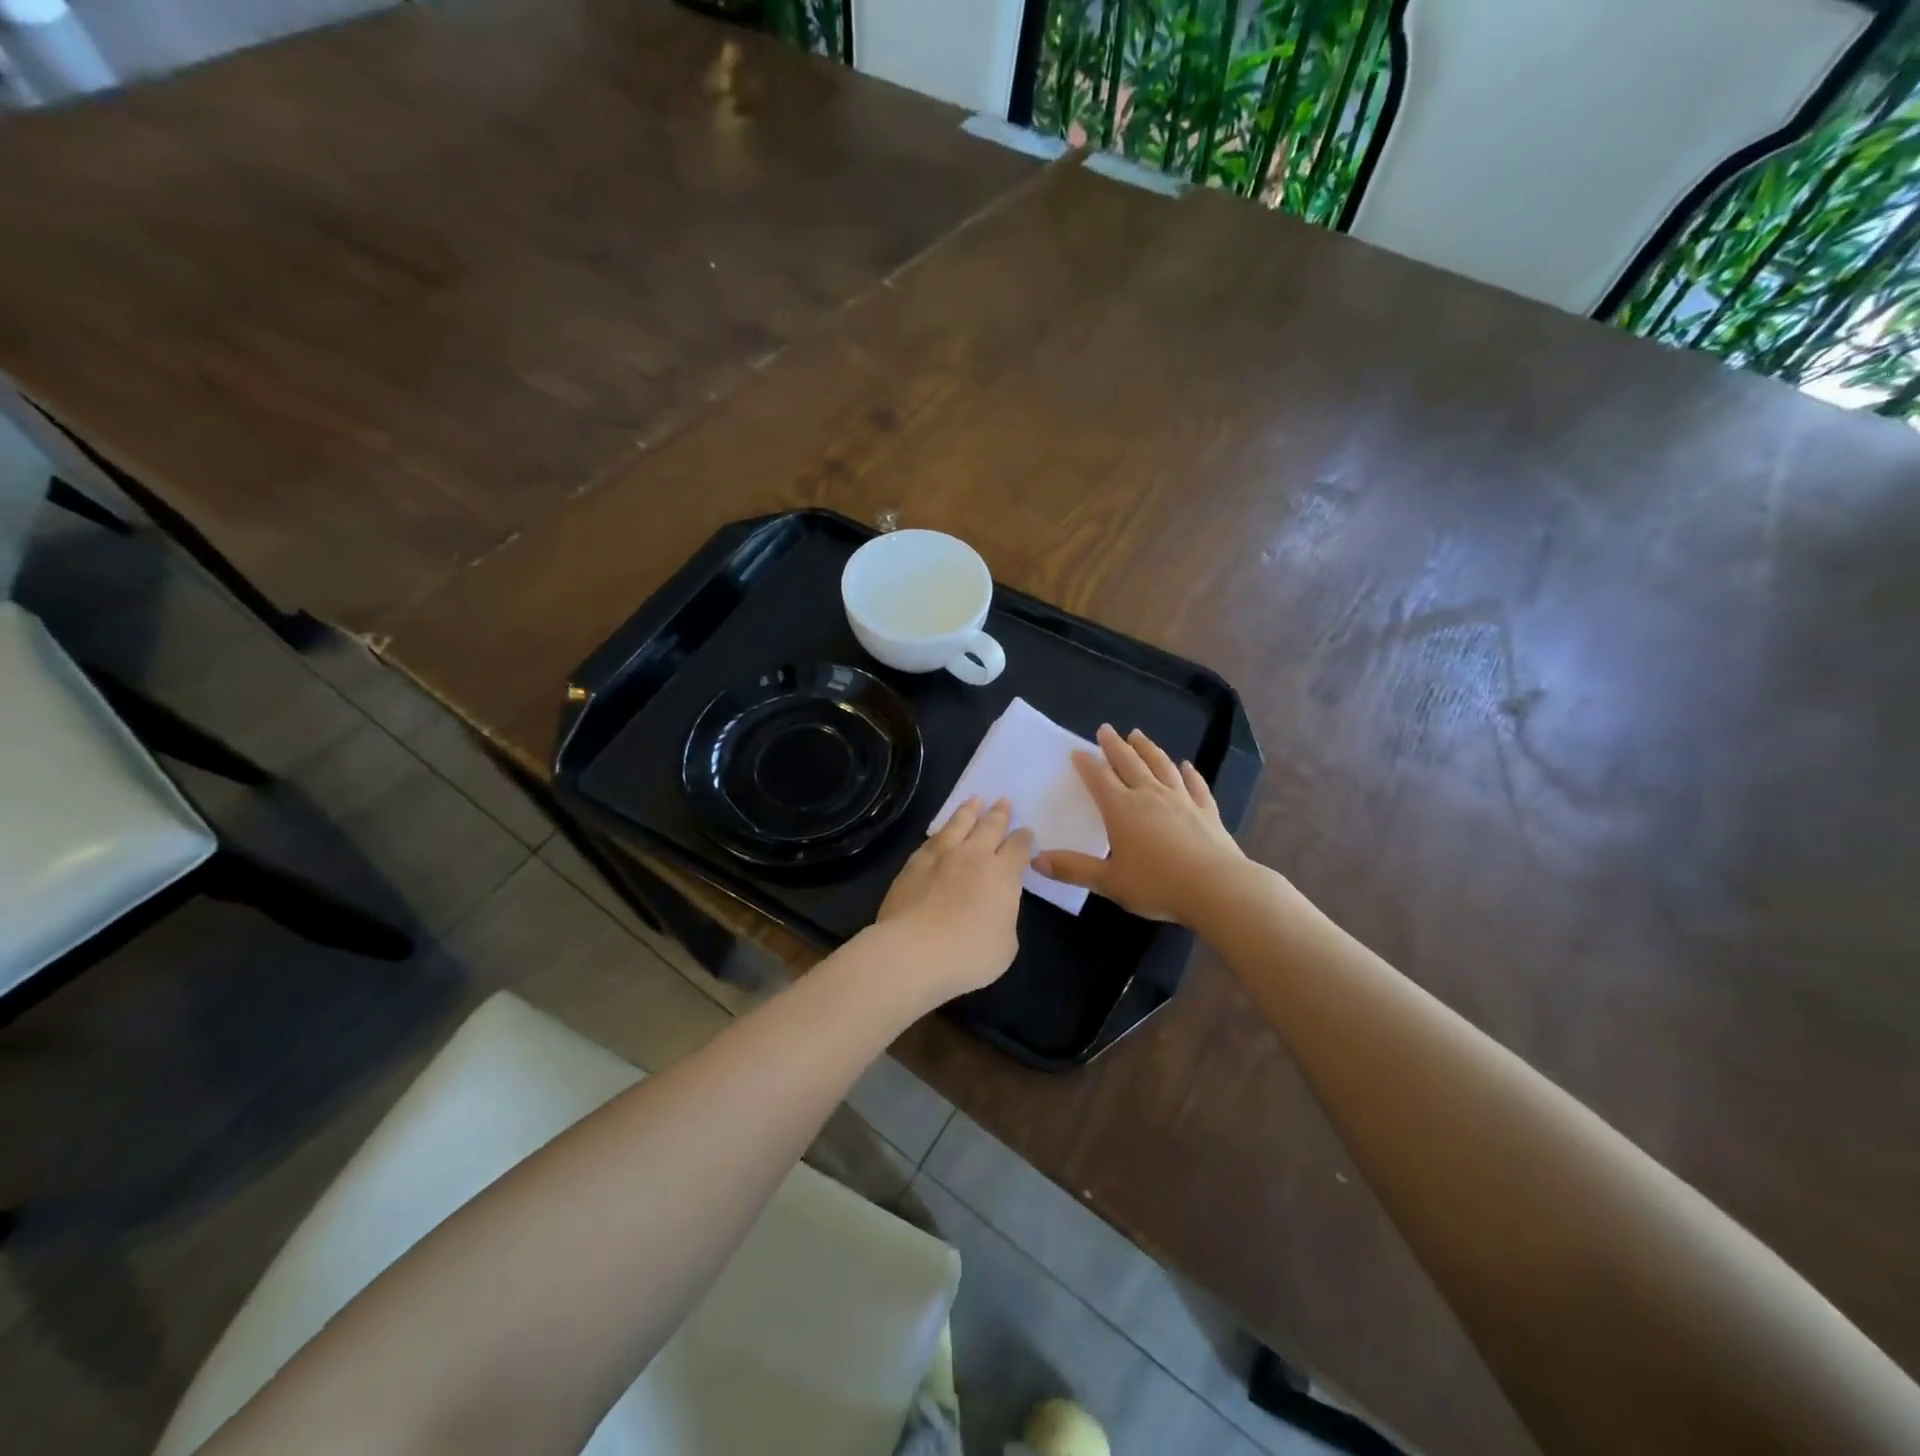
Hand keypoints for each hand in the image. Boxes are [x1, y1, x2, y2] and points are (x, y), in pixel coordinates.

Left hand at [876, 797, 1034, 998]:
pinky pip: (932, 839)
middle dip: (1000, 814)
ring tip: (975, 800)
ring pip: (958, 824)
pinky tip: (941, 831)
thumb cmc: (968, 954)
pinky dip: (942, 830)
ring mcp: (941, 856)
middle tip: (1004, 801)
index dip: (1024, 839)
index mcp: (1002, 874)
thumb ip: (1004, 918)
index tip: (1026, 831)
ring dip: (969, 811)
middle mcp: (974, 856)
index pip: (1018, 848)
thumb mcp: (1005, 945)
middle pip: (990, 826)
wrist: (913, 950)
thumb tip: (996, 908)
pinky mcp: (914, 863)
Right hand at [1033, 725, 1245, 923]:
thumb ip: (1073, 869)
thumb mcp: (1109, 881)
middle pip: (1129, 763)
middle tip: (1106, 729)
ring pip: (1161, 766)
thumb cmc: (1157, 885)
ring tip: (1138, 736)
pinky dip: (1189, 773)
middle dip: (1115, 746)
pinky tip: (1187, 765)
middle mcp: (1150, 796)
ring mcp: (1181, 800)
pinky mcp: (1207, 811)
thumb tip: (1035, 860)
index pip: (1099, 779)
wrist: (1218, 888)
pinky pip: (1195, 785)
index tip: (1077, 751)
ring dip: (1148, 749)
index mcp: (1122, 810)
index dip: (1087, 764)